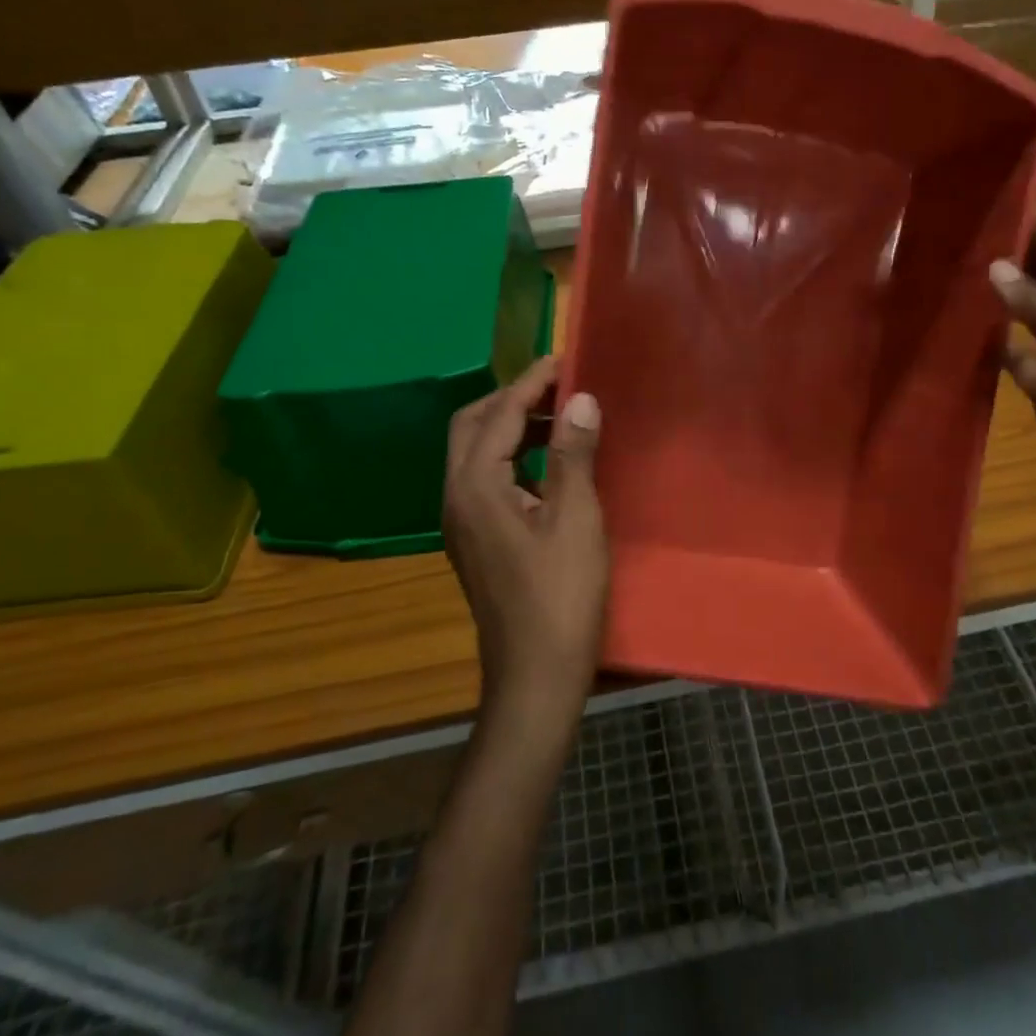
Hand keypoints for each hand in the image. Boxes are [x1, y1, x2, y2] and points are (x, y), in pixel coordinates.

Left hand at [443, 357, 607, 740]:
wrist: (535, 676)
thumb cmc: (560, 596)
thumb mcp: (575, 519)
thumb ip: (573, 454)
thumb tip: (580, 398)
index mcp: (475, 486)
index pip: (499, 413)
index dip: (531, 382)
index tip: (564, 358)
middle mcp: (456, 496)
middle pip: (473, 425)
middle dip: (513, 398)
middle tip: (560, 386)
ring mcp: (461, 521)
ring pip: (476, 452)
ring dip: (513, 427)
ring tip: (562, 418)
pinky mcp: (475, 539)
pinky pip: (486, 478)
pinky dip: (514, 457)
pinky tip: (551, 466)